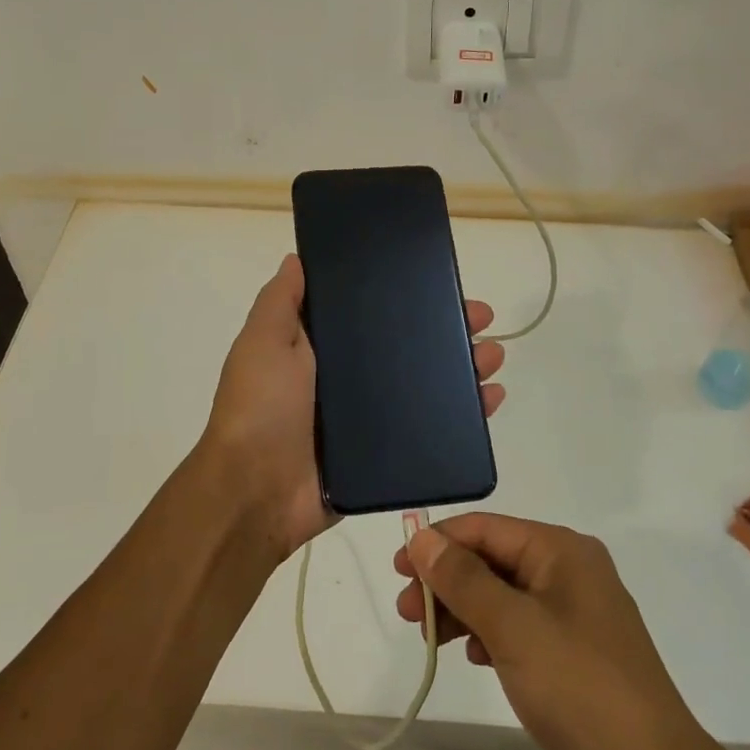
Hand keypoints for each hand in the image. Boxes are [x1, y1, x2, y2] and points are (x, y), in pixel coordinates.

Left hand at [196, 254, 506, 559]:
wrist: (256, 492)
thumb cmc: (260, 407)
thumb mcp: (263, 341)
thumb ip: (281, 301)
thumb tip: (298, 258)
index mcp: (320, 351)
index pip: (371, 315)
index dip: (405, 299)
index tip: (438, 283)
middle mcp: (346, 381)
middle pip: (407, 350)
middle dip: (446, 332)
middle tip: (483, 319)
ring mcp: (367, 421)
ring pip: (425, 387)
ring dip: (462, 370)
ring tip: (494, 357)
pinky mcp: (384, 457)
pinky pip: (429, 431)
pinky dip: (462, 417)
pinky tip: (490, 400)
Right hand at [393, 515, 717, 749]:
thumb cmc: (579, 688)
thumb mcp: (512, 625)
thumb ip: (462, 578)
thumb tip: (421, 537)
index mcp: (563, 552)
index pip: (486, 529)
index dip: (439, 543)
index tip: (397, 569)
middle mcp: (569, 577)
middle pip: (491, 562)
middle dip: (446, 580)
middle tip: (405, 612)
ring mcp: (571, 623)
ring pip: (500, 599)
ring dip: (460, 610)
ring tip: (427, 638)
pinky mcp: (568, 665)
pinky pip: (515, 633)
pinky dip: (485, 636)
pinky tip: (470, 656)